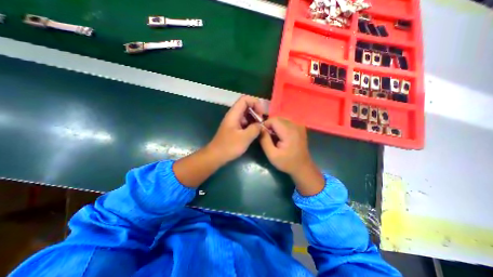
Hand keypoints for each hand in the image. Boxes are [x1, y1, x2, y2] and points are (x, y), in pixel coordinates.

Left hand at [207, 95, 263, 164]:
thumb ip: (255, 129)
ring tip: (259, 128)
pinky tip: (254, 132)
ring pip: (246, 114)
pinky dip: (251, 124)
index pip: (245, 99)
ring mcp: (234, 121)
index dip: (255, 103)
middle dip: (256, 111)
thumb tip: (261, 125)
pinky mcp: (234, 128)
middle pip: (246, 106)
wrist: (216, 155)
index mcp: (234, 114)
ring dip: (254, 119)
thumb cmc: (229, 146)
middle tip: (261, 122)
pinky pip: (244, 122)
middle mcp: (233, 115)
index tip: (261, 114)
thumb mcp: (245, 138)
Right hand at [259, 118, 306, 173]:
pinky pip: (287, 122)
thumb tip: (259, 129)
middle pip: (277, 119)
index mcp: (289, 132)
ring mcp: (299, 126)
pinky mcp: (300, 128)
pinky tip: (281, 136)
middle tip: (267, 137)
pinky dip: (281, 127)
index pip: (273, 120)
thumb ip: (264, 140)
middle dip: (270, 125)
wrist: (302, 167)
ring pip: (281, 120)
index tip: (262, 134)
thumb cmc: (286, 162)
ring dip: (275, 126)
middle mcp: (295, 125)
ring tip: (274, 137)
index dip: (265, 125)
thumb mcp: (272, 155)